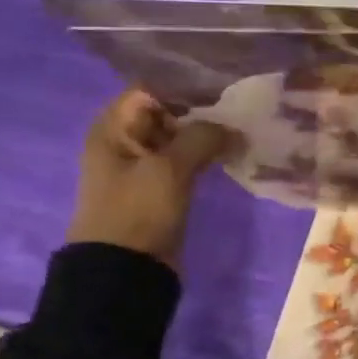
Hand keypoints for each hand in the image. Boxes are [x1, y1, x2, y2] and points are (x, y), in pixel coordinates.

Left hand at [66, 89, 233, 269]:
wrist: (125, 271)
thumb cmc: (137, 211)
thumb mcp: (169, 168)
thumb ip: (202, 137)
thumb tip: (234, 129)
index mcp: (113, 129)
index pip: (151, 90)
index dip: (186, 87)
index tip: (224, 88)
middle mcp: (125, 141)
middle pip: (167, 111)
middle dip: (203, 109)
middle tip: (242, 108)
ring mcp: (143, 165)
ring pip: (180, 136)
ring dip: (208, 133)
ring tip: (243, 129)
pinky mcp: (160, 186)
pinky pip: (185, 160)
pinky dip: (206, 154)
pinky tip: (233, 152)